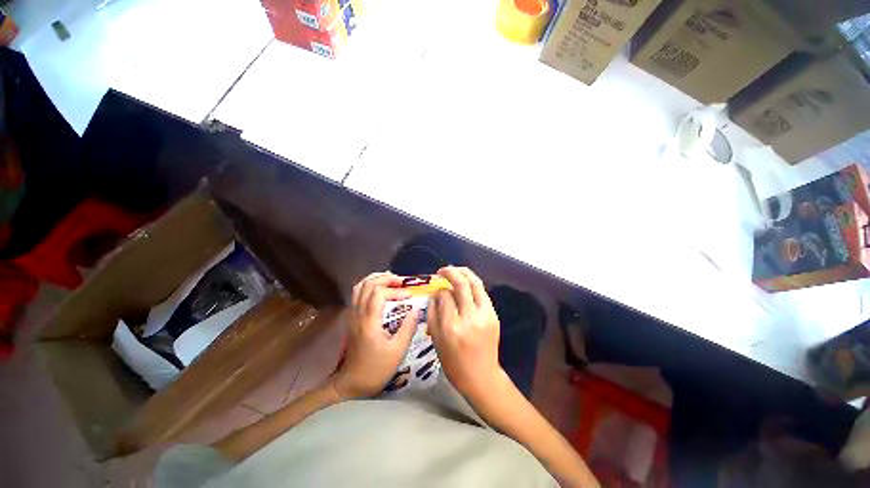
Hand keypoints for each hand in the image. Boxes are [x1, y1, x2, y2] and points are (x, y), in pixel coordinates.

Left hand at [332, 272, 418, 398]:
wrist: (351, 383)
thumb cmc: (376, 369)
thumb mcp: (398, 351)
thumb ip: (408, 327)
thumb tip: (417, 308)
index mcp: (369, 321)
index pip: (379, 293)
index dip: (396, 290)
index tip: (409, 296)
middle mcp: (358, 314)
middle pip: (367, 284)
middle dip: (385, 278)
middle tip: (401, 281)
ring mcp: (352, 315)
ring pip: (359, 287)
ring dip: (376, 279)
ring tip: (392, 281)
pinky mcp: (352, 318)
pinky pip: (358, 294)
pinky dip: (370, 286)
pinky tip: (381, 290)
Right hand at [428, 266, 502, 400]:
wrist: (481, 376)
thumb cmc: (453, 361)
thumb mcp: (436, 339)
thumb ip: (433, 313)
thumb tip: (435, 294)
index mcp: (452, 326)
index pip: (445, 296)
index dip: (439, 289)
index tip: (437, 289)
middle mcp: (469, 318)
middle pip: (462, 284)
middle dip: (451, 272)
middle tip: (443, 270)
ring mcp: (485, 316)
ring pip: (476, 284)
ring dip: (465, 273)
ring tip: (455, 270)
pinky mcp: (494, 316)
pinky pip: (482, 294)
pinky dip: (473, 285)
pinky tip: (467, 285)